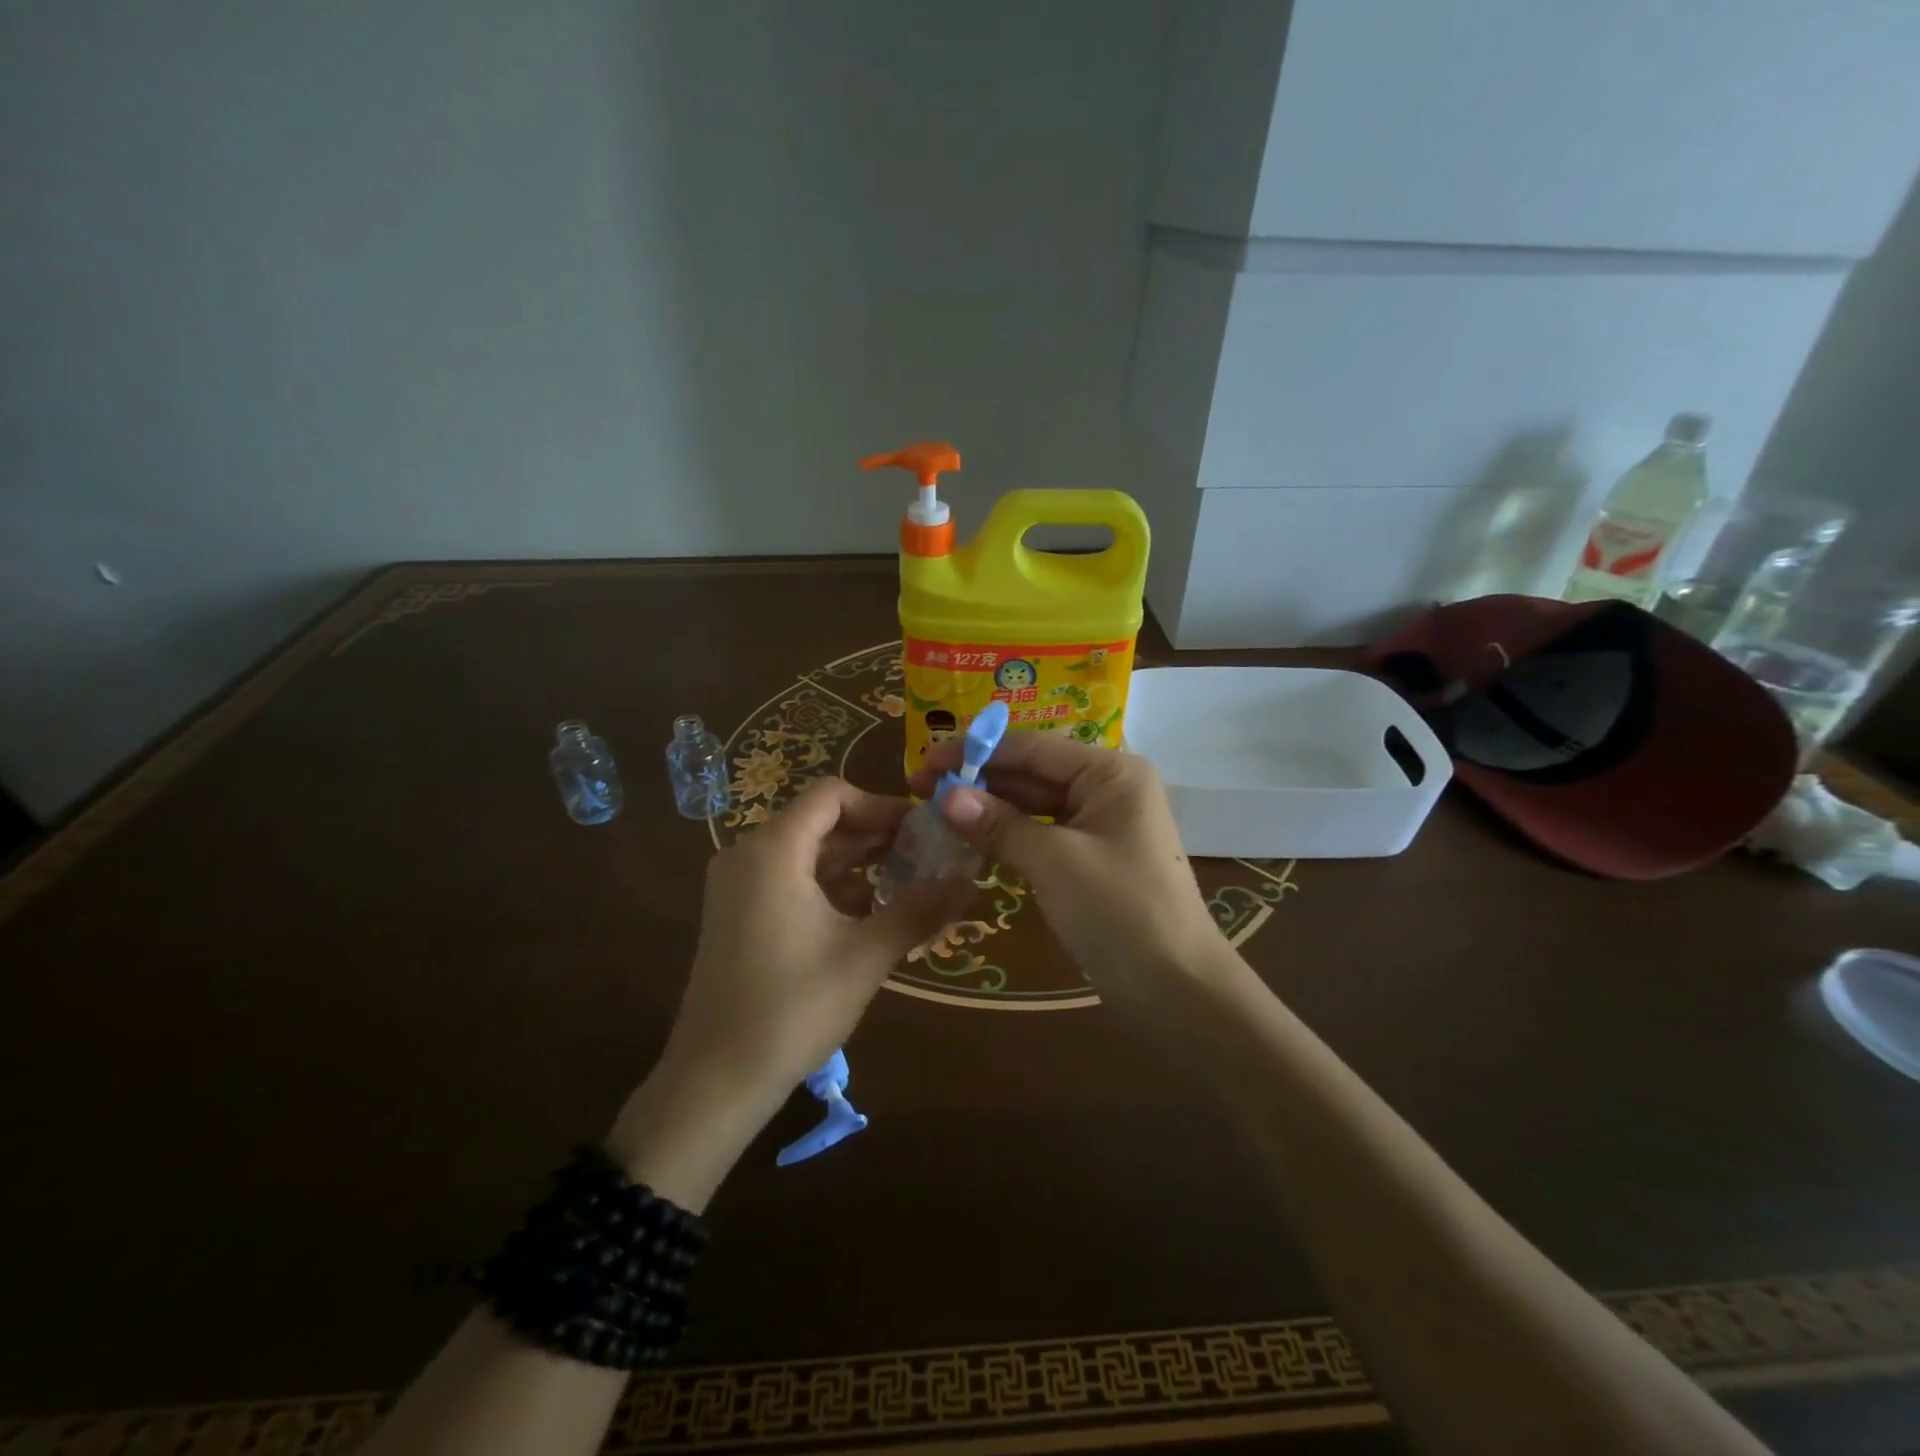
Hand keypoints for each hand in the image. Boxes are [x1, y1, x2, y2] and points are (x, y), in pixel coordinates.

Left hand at [608, 779, 964, 1205]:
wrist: (715, 1080)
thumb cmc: (792, 1009)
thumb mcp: (865, 956)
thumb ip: (918, 910)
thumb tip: (968, 881)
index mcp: (773, 850)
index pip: (832, 795)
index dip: (880, 804)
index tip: (921, 830)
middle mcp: (748, 854)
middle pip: (820, 821)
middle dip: (874, 834)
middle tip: (926, 855)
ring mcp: (737, 885)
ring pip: (806, 851)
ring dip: (856, 861)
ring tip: (907, 882)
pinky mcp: (737, 913)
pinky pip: (789, 878)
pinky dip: (829, 885)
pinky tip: (868, 911)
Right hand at [908, 733, 1224, 1004]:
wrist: (1176, 989)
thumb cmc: (1120, 911)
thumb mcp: (1055, 862)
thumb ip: (999, 825)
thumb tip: (943, 795)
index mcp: (1110, 771)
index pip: (1033, 748)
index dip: (975, 752)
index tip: (925, 761)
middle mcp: (1106, 787)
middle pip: (1031, 772)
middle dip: (978, 779)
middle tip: (919, 788)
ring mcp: (1098, 824)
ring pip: (1033, 804)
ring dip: (988, 808)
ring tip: (933, 811)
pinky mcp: (1089, 857)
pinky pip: (1040, 834)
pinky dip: (1007, 836)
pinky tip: (968, 838)